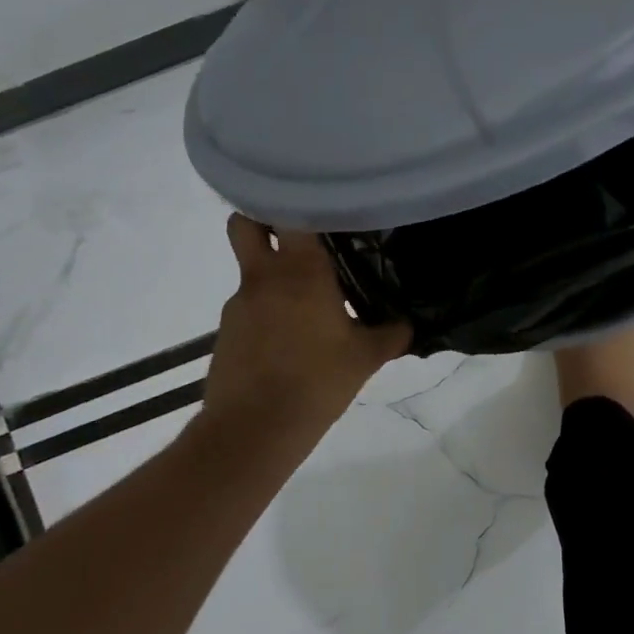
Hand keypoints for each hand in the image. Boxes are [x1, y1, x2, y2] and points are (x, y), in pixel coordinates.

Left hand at [196, 216, 410, 456]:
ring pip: (251, 271)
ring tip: (306, 305)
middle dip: (262, 219)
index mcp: (300, 270)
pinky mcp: (225, 332)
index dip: (300, 202)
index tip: (321, 205)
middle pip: (244, 224)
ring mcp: (238, 304)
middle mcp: (263, 277)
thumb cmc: (317, 381)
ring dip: (273, 277)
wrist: (252, 431)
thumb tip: (407, 323)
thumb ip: (391, 334)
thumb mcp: (366, 358)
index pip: (288, 212)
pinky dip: (267, 312)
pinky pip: (249, 307)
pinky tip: (289, 340)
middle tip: (297, 234)